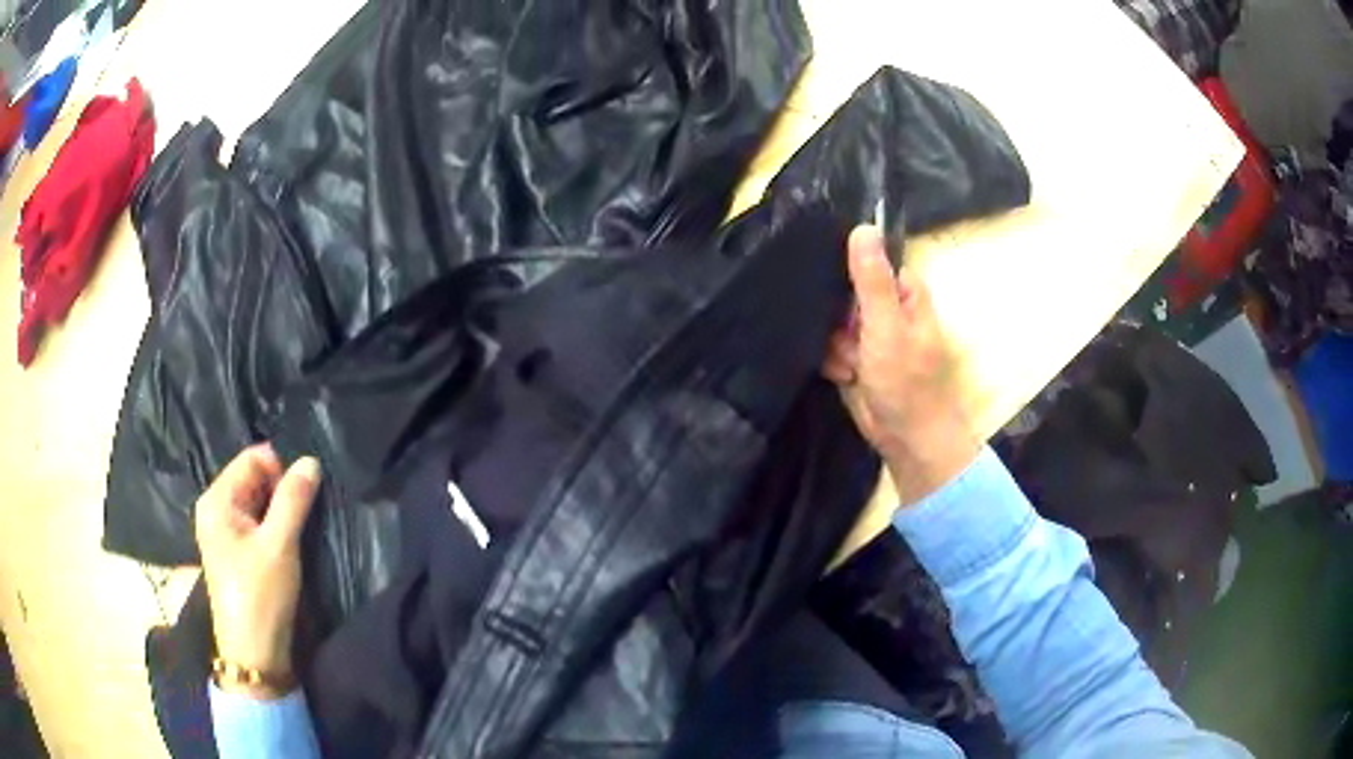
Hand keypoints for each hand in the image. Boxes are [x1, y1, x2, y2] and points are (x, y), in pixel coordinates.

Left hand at [195, 444, 320, 698]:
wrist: (254, 654)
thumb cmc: (261, 596)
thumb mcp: (280, 545)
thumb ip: (294, 500)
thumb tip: (310, 461)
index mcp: (217, 499)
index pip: (252, 459)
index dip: (280, 470)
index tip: (304, 497)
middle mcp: (214, 508)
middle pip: (253, 479)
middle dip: (281, 492)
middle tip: (302, 519)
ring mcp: (222, 531)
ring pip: (257, 503)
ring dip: (280, 512)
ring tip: (296, 534)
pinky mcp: (233, 551)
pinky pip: (255, 523)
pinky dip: (273, 528)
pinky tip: (286, 547)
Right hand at [823, 226, 980, 504]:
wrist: (905, 438)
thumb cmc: (906, 379)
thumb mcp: (886, 324)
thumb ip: (872, 279)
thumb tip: (864, 227)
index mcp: (905, 293)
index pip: (871, 261)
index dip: (851, 268)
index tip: (834, 280)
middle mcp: (888, 309)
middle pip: (847, 290)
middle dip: (839, 314)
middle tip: (847, 333)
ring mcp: (871, 336)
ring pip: (833, 319)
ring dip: (836, 343)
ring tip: (851, 363)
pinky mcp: (856, 359)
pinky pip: (831, 346)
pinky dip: (834, 361)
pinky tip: (843, 375)